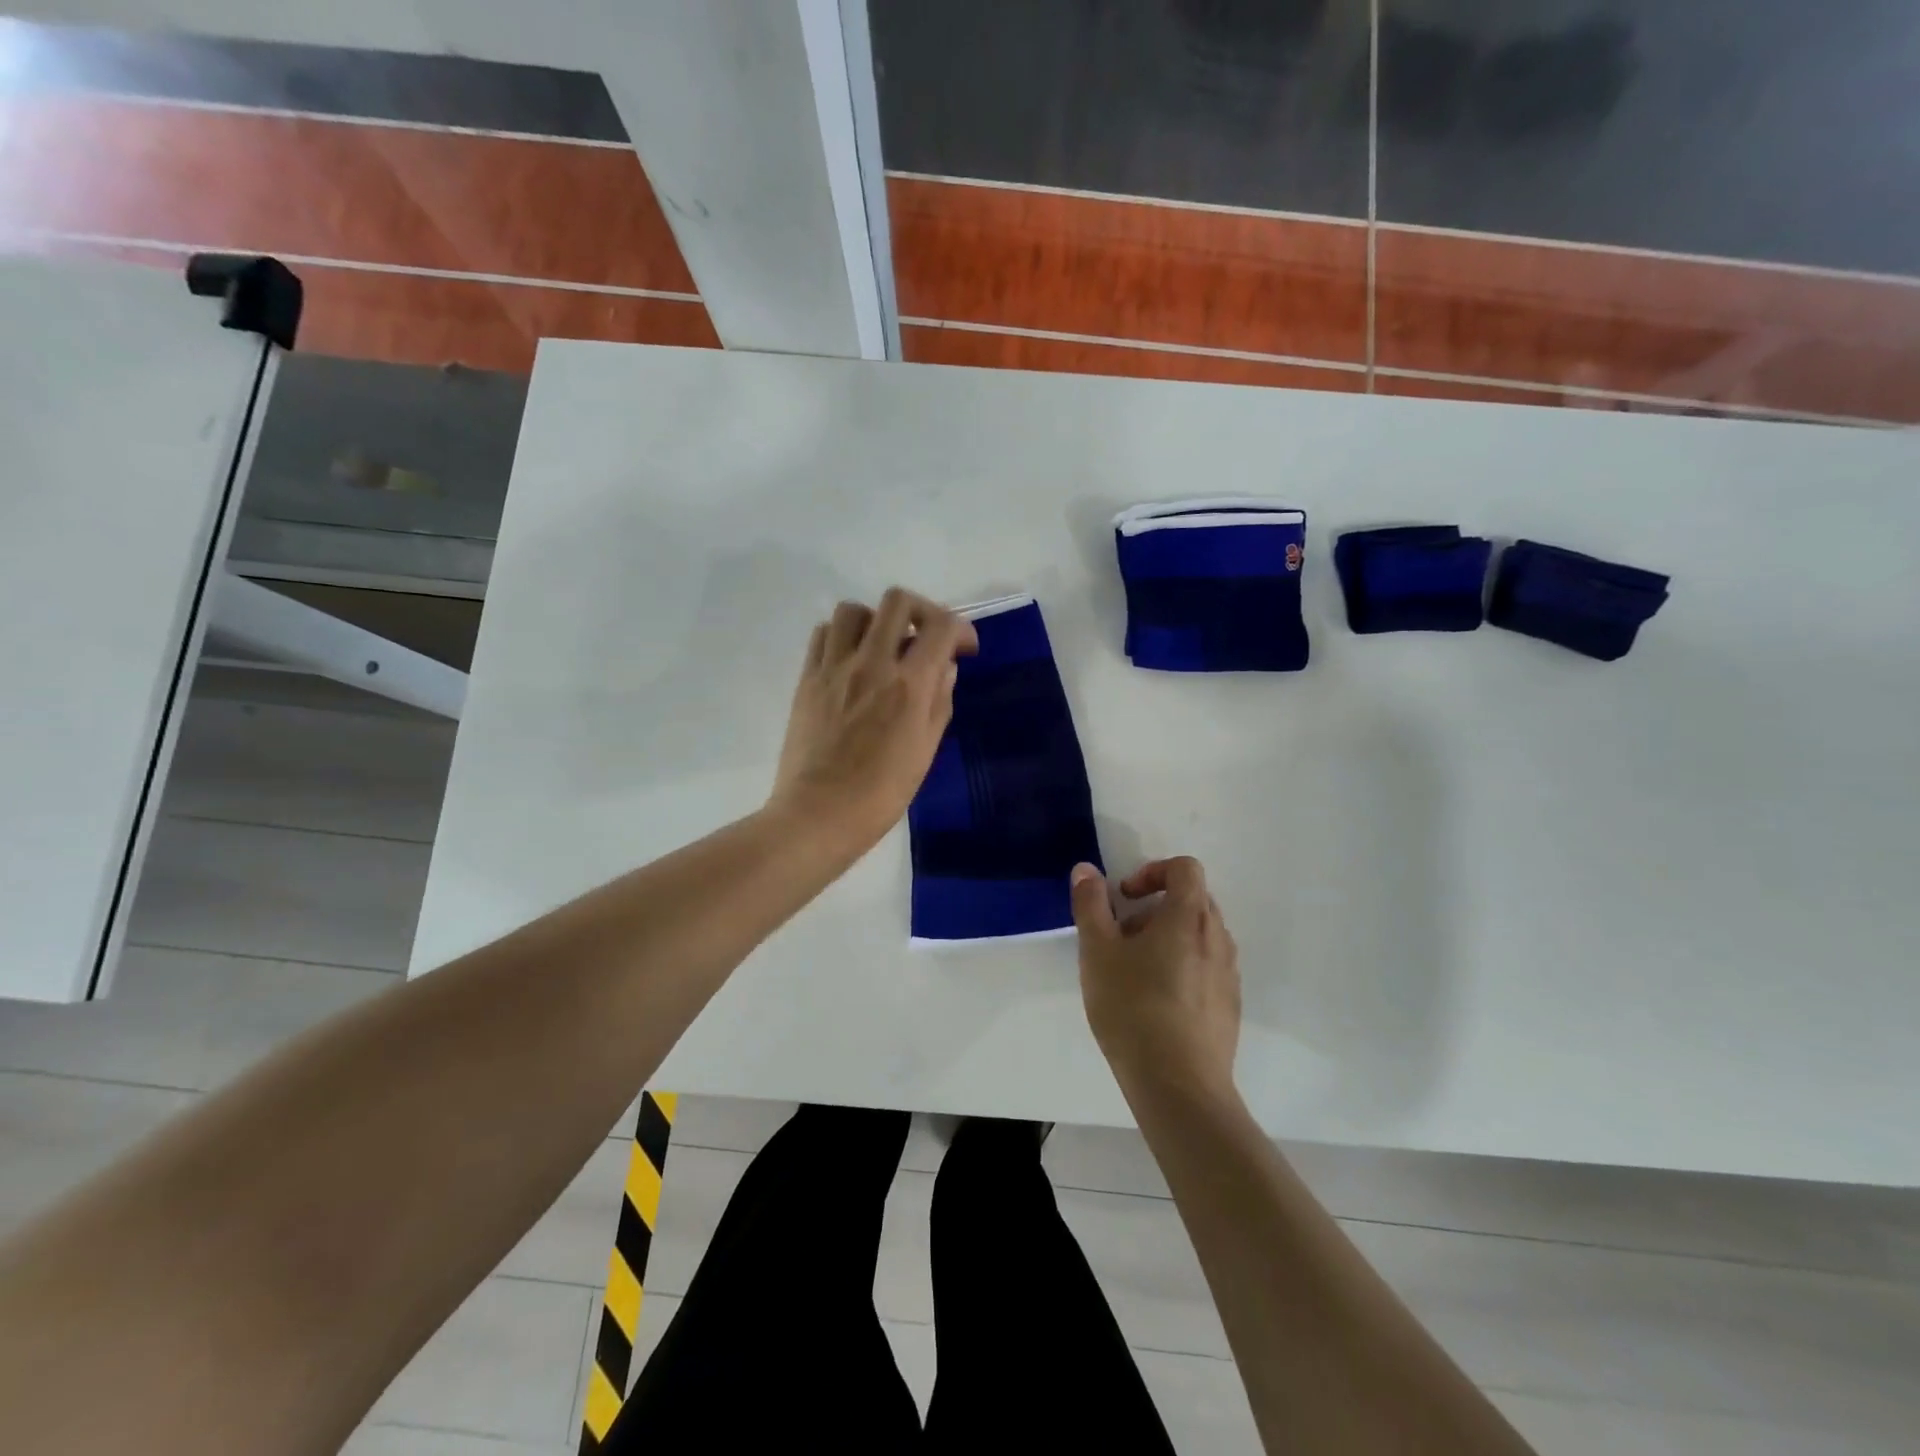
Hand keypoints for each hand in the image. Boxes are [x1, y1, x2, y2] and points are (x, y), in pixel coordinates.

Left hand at [770, 587, 977, 852]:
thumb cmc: (881, 794)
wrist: (819, 814)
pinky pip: (823, 634)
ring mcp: (834, 668)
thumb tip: (944, 668)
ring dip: (876, 621)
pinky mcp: (807, 679)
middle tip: (925, 637)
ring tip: (882, 648)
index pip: (941, 627)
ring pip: (853, 610)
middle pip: (897, 601)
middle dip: (921, 611)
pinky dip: (842, 637)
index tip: (964, 648)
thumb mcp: (925, 751)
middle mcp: (872, 664)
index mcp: (909, 686)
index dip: (961, 628)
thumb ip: (938, 702)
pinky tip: (850, 662)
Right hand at [1070, 857, 1240, 1101]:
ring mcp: (1229, 973)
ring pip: (1200, 935)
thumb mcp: (1097, 952)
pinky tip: (1156, 1002)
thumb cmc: (1133, 1008)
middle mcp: (1217, 938)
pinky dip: (1183, 965)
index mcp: (1189, 917)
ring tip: (1135, 971)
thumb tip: (1086, 870)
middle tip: (1123, 935)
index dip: (1152, 871)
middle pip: (1193, 900)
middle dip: (1155, 906)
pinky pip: (1207, 966)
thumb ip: (1091, 905)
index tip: (1125, 897)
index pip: (1184, 868)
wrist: (1179, 1086)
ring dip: (1168, 937)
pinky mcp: (1230, 1005)